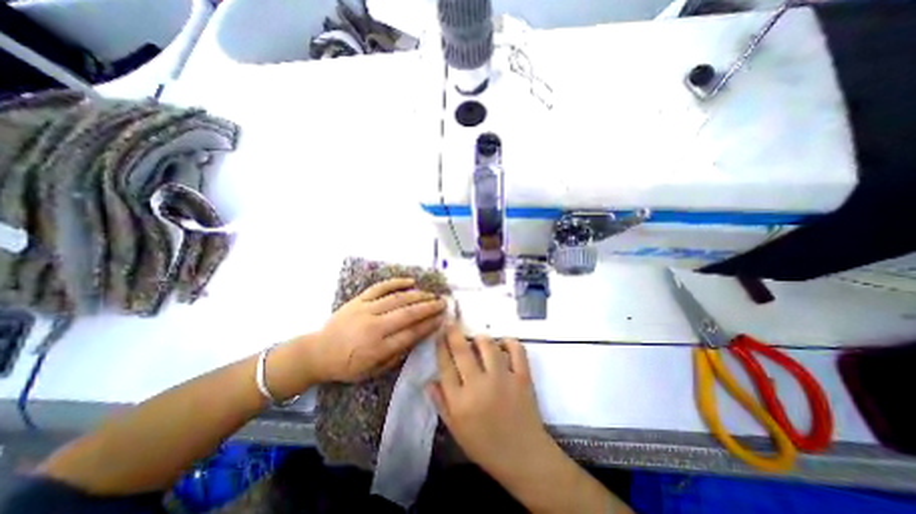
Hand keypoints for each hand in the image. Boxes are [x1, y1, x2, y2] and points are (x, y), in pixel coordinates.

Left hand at [303, 279, 445, 383]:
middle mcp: (374, 327)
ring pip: (397, 299)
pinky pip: (380, 287)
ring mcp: (365, 310)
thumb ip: (396, 356)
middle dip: (429, 307)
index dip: (429, 325)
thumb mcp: (372, 372)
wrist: (318, 352)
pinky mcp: (358, 300)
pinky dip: (396, 282)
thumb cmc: (347, 366)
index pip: (410, 333)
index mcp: (377, 348)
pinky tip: (410, 281)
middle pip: (407, 313)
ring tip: (432, 294)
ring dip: (418, 295)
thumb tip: (416, 339)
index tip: (442, 319)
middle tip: (443, 302)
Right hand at [427, 326, 549, 482]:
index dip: (440, 346)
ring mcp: (503, 379)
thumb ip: (441, 404)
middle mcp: (479, 386)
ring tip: (478, 340)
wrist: (523, 457)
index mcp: (460, 402)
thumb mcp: (456, 430)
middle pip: (463, 351)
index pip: (445, 365)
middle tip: (451, 322)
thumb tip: (428, 381)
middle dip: (454, 333)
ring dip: (480, 338)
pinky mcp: (523, 377)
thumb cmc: (485, 446)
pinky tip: (503, 343)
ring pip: (488, 345)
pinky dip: (509, 342)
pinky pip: (516, 350)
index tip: (439, 333)